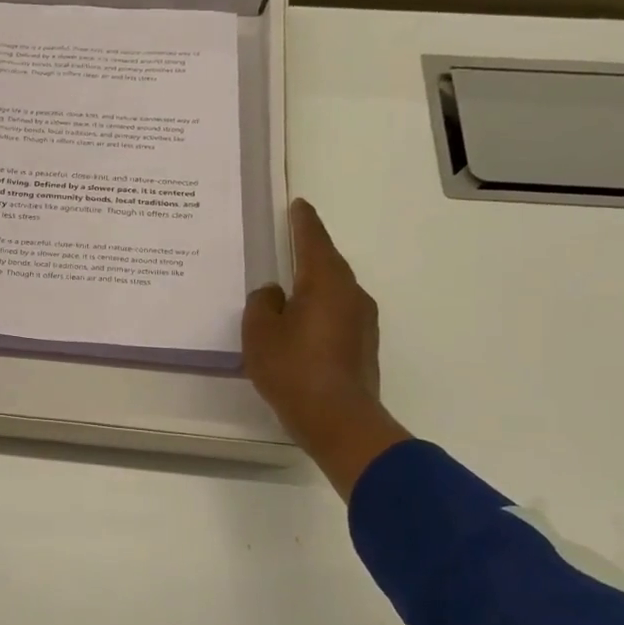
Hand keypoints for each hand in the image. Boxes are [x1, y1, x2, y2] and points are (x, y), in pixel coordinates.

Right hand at [243, 198, 410, 500]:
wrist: (338, 419)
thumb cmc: (293, 368)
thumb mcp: (260, 332)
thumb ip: (263, 303)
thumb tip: (274, 294)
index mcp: (326, 282)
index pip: (313, 241)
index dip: (303, 222)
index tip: (299, 205)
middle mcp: (351, 294)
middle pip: (328, 264)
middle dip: (309, 253)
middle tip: (289, 243)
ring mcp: (362, 321)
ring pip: (334, 292)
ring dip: (314, 286)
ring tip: (289, 289)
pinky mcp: (363, 346)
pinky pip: (337, 315)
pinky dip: (319, 311)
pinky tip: (302, 325)